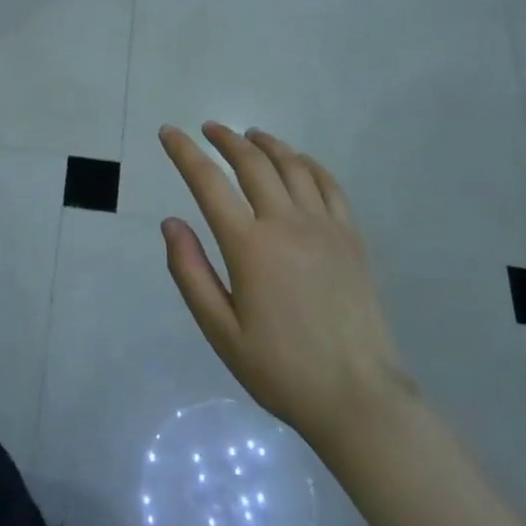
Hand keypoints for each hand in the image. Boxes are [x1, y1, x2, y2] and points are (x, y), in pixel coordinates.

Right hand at [159, 123, 410, 451]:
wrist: (358, 397)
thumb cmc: (280, 369)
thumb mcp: (220, 331)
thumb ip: (190, 272)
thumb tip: (171, 223)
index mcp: (249, 247)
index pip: (208, 182)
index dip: (184, 153)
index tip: (168, 132)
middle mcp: (286, 224)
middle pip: (253, 163)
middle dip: (226, 139)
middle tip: (208, 128)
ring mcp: (325, 227)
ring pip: (292, 166)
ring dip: (266, 144)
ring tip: (249, 136)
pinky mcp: (351, 238)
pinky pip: (328, 185)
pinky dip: (307, 163)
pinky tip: (297, 161)